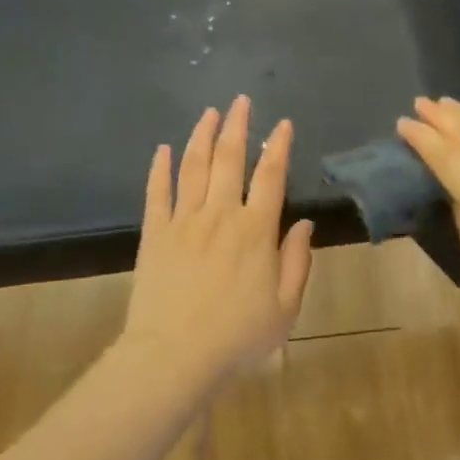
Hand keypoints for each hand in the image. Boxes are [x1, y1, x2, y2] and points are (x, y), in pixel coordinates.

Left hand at [121, 97, 314, 391]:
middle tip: (240, 100)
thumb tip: (305, 224)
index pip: (270, 176)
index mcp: (255, 230)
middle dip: (237, 126)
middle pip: (229, 159)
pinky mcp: (155, 234)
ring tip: (209, 112)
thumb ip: (297, 262)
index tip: (282, 124)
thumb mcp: (285, 308)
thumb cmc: (236, 338)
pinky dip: (160, 168)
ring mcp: (184, 221)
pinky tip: (164, 149)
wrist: (173, 358)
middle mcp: (220, 215)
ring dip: (202, 136)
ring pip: (194, 167)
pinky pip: (157, 193)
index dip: (278, 147)